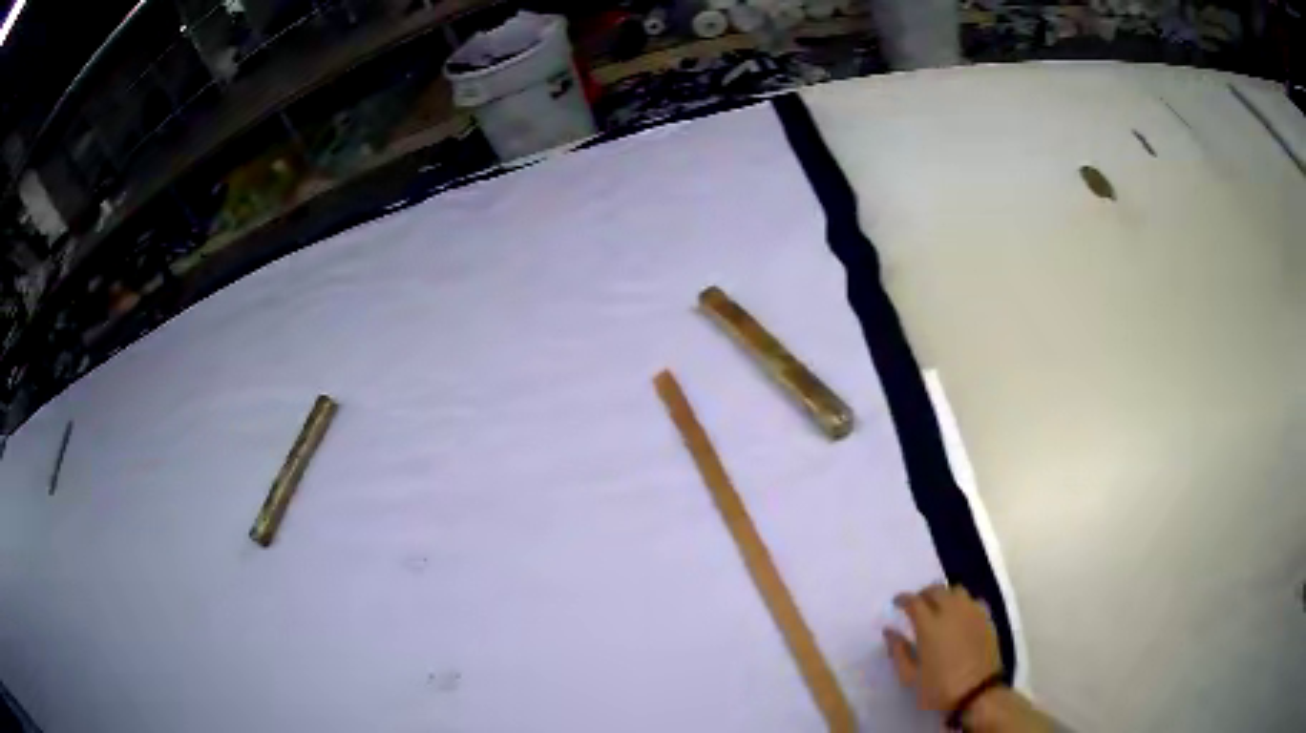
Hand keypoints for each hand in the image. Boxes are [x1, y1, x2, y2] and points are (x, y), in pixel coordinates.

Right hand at [883, 583, 1001, 713]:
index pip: (914, 601)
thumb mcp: (910, 676)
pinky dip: (962, 603)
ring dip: (944, 595)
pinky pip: (972, 600)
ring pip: (956, 591)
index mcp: (929, 625)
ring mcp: (971, 612)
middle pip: (936, 590)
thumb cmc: (938, 687)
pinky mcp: (986, 618)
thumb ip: (898, 651)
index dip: (903, 598)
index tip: (897, 602)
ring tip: (939, 607)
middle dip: (923, 594)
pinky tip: (959, 615)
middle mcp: (951, 611)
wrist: (976, 693)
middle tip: (917, 604)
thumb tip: (889, 631)